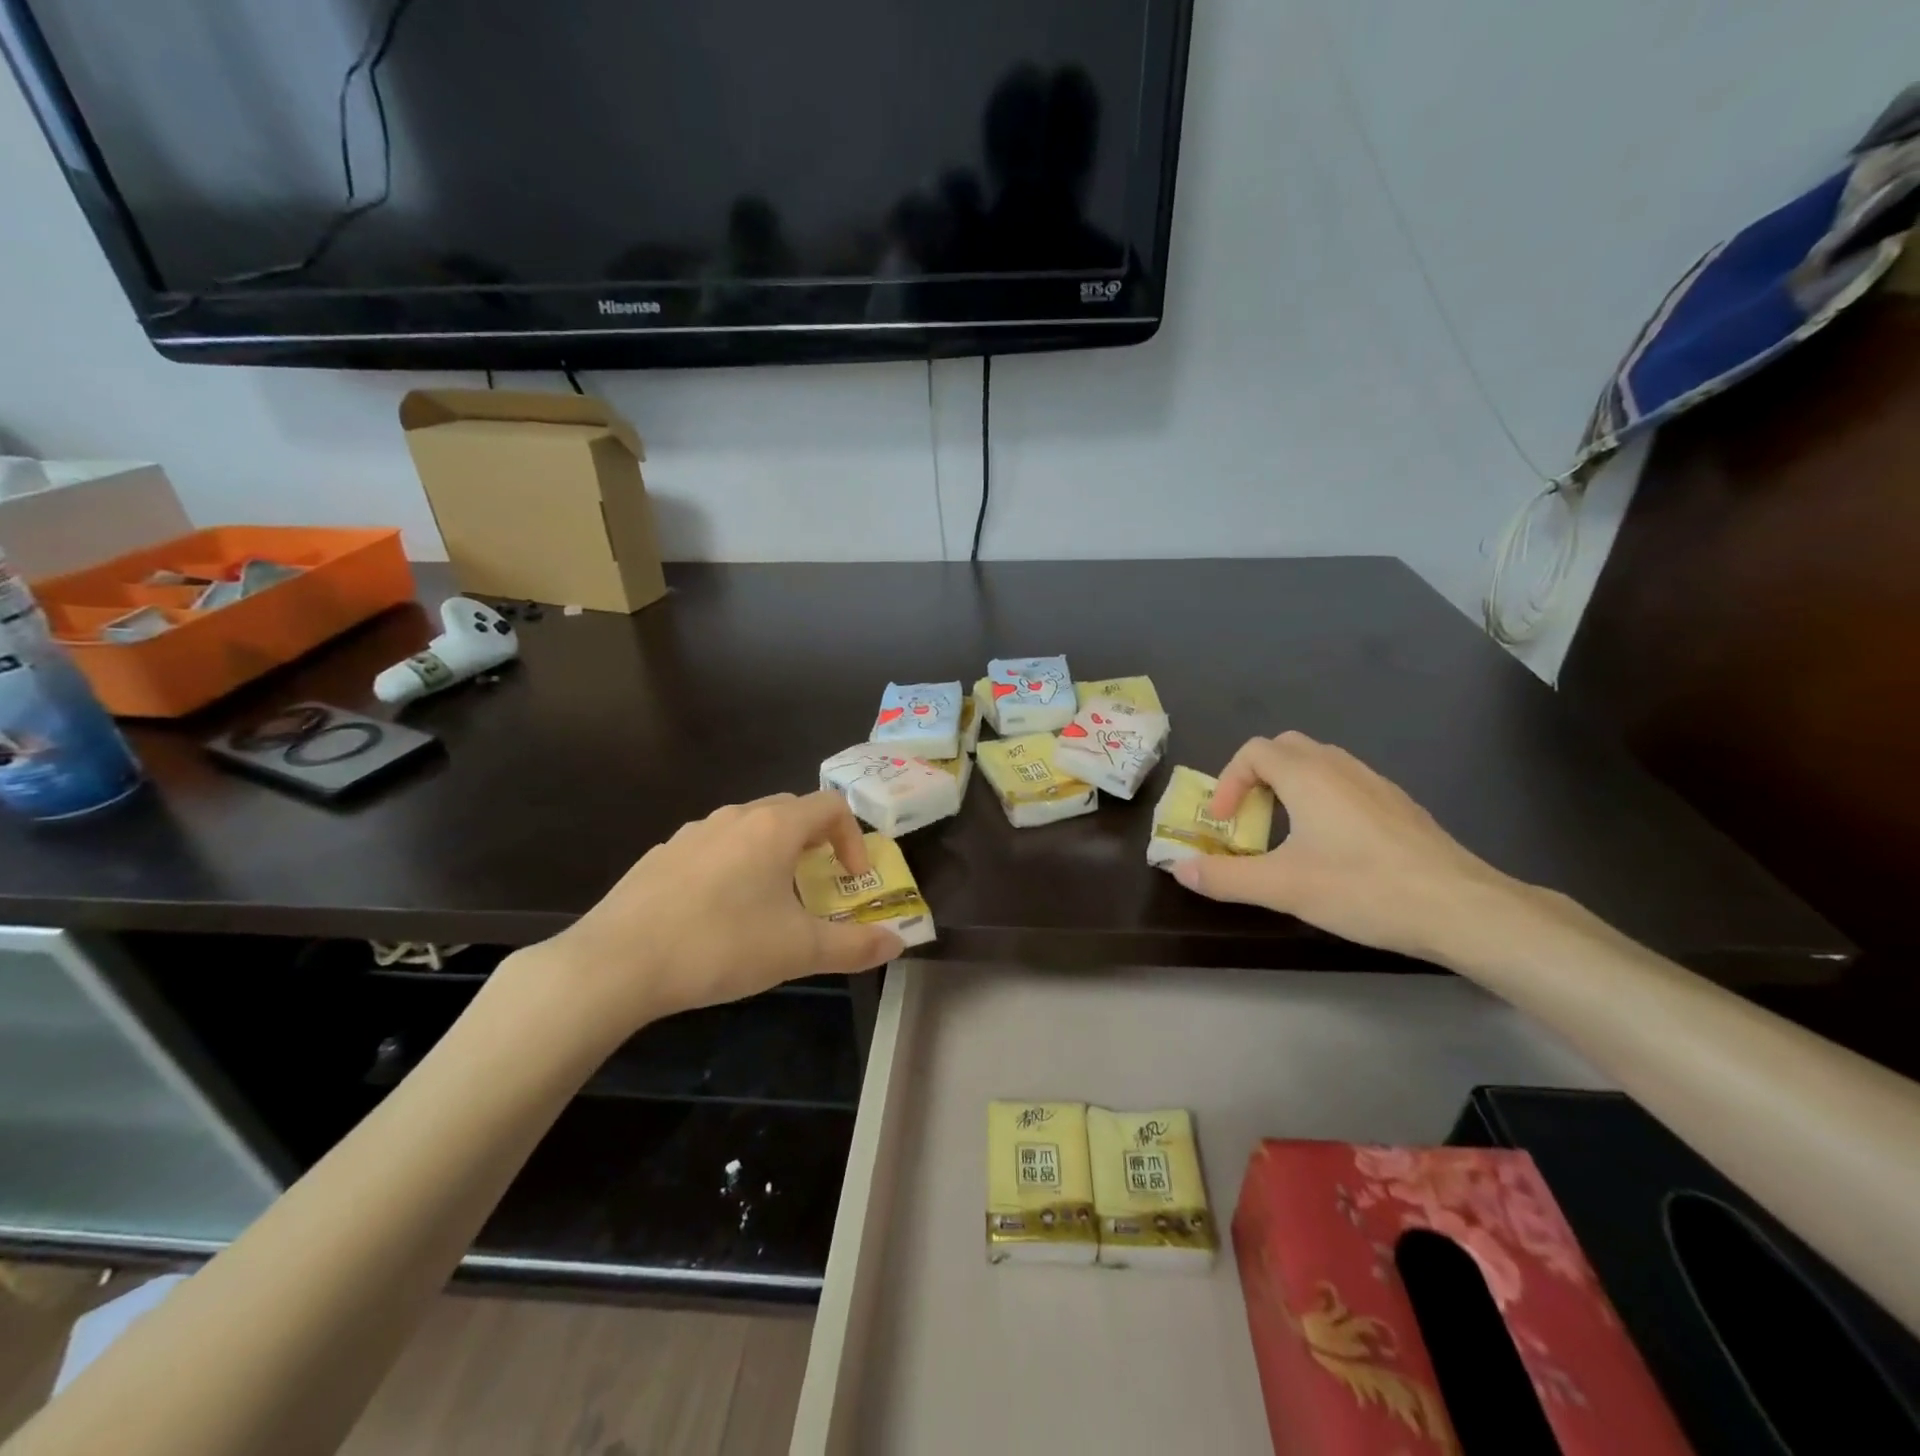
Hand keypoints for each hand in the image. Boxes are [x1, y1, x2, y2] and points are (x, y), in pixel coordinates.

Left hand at [511, 791, 903, 1040]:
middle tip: (818, 883)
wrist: (615, 963)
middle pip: (790, 811)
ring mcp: (692, 833)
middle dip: (815, 841)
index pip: (831, 806)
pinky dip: (732, 866)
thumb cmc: (720, 946)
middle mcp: (735, 817)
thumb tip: (898, 943)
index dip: (853, 838)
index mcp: (773, 827)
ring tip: (769, 900)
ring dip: (772, 853)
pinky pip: (712, 848)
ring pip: (748, 828)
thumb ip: (854, 946)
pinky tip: (717, 913)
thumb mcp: (797, 951)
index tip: (851, 879)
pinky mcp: (661, 855)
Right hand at [1172, 732, 1525, 963]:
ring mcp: (1375, 783)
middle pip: (1285, 749)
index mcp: (1308, 775)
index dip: (1227, 782)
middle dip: (1255, 778)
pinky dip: (1321, 800)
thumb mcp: (1283, 887)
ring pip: (1319, 764)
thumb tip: (1179, 868)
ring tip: (1285, 834)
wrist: (1463, 908)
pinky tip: (1332, 848)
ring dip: (1289, 788)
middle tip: (1249, 820)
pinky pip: (1346, 784)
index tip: (1224, 823)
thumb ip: (1225, 877)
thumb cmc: (1364, 888)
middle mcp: (1340, 767)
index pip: (1253, 751)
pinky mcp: (1398, 806)